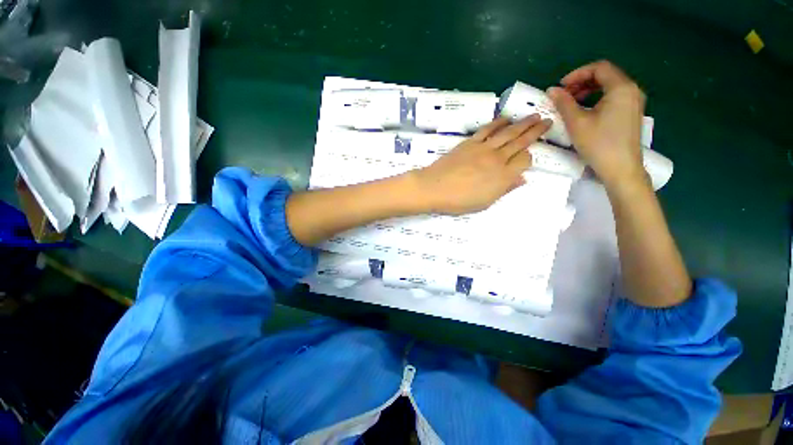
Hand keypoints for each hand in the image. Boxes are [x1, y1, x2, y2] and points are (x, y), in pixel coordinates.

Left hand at [414, 115, 550, 214]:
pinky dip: (498, 122)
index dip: (528, 158)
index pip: (525, 161)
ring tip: (534, 116)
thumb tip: (522, 179)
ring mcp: (483, 148)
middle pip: (521, 142)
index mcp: (503, 177)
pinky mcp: (470, 143)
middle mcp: (498, 159)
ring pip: (508, 132)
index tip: (526, 158)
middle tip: (547, 121)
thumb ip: (505, 189)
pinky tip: (506, 118)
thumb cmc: (458, 201)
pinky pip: (488, 129)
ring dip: (523, 123)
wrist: (434, 188)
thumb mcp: (484, 202)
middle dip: (536, 131)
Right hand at [547, 60, 646, 189]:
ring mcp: (634, 102)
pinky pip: (613, 97)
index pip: (599, 68)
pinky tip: (585, 111)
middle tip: (564, 95)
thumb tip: (552, 90)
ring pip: (609, 87)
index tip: (561, 86)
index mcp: (621, 88)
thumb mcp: (577, 122)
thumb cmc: (599, 144)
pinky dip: (597, 99)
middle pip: (605, 75)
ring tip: (572, 103)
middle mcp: (632, 90)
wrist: (621, 169)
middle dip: (582, 81)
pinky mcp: (631, 113)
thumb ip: (564, 103)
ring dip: (589, 90)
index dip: (577, 73)